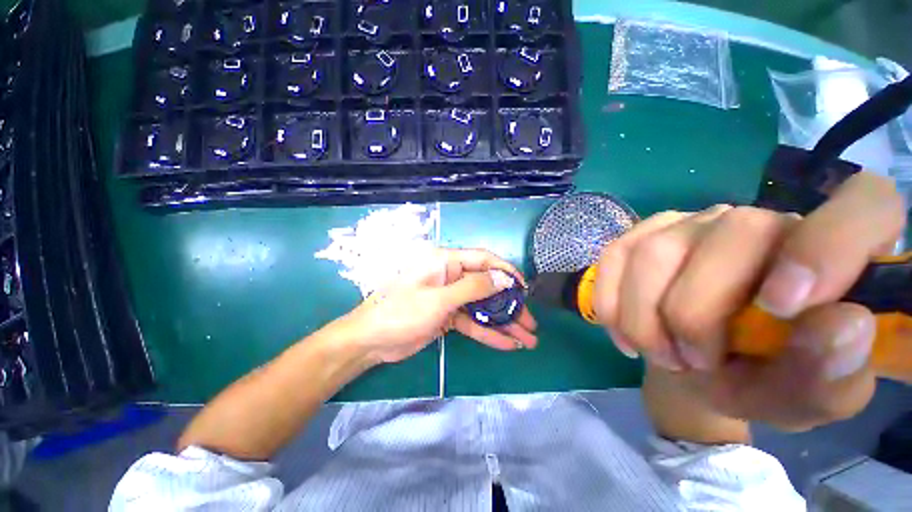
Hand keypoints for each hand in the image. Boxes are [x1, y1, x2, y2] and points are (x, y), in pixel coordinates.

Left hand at [339, 248, 537, 363]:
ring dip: (503, 323)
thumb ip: (473, 288)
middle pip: (487, 287)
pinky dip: (487, 333)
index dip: (506, 271)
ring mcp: (449, 297)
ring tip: (527, 339)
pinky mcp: (447, 316)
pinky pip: (471, 322)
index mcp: (446, 262)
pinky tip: (506, 344)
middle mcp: (450, 276)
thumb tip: (504, 278)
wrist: (370, 341)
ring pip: (482, 307)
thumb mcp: (440, 299)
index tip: (525, 288)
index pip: (483, 260)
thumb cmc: (401, 312)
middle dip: (510, 305)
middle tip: (531, 322)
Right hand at [594, 172, 905, 430]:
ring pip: (654, 250)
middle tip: (689, 361)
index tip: (780, 307)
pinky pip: (614, 256)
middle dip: (693, 313)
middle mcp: (761, 221)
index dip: (830, 245)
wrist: (693, 365)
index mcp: (832, 255)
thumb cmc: (762, 382)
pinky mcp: (643, 235)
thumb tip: (844, 324)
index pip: (865, 205)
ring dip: (643, 316)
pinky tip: (621, 331)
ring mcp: (692, 223)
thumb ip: (833, 375)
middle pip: (728, 236)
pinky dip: (611, 301)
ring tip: (657, 352)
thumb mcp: (805, 399)